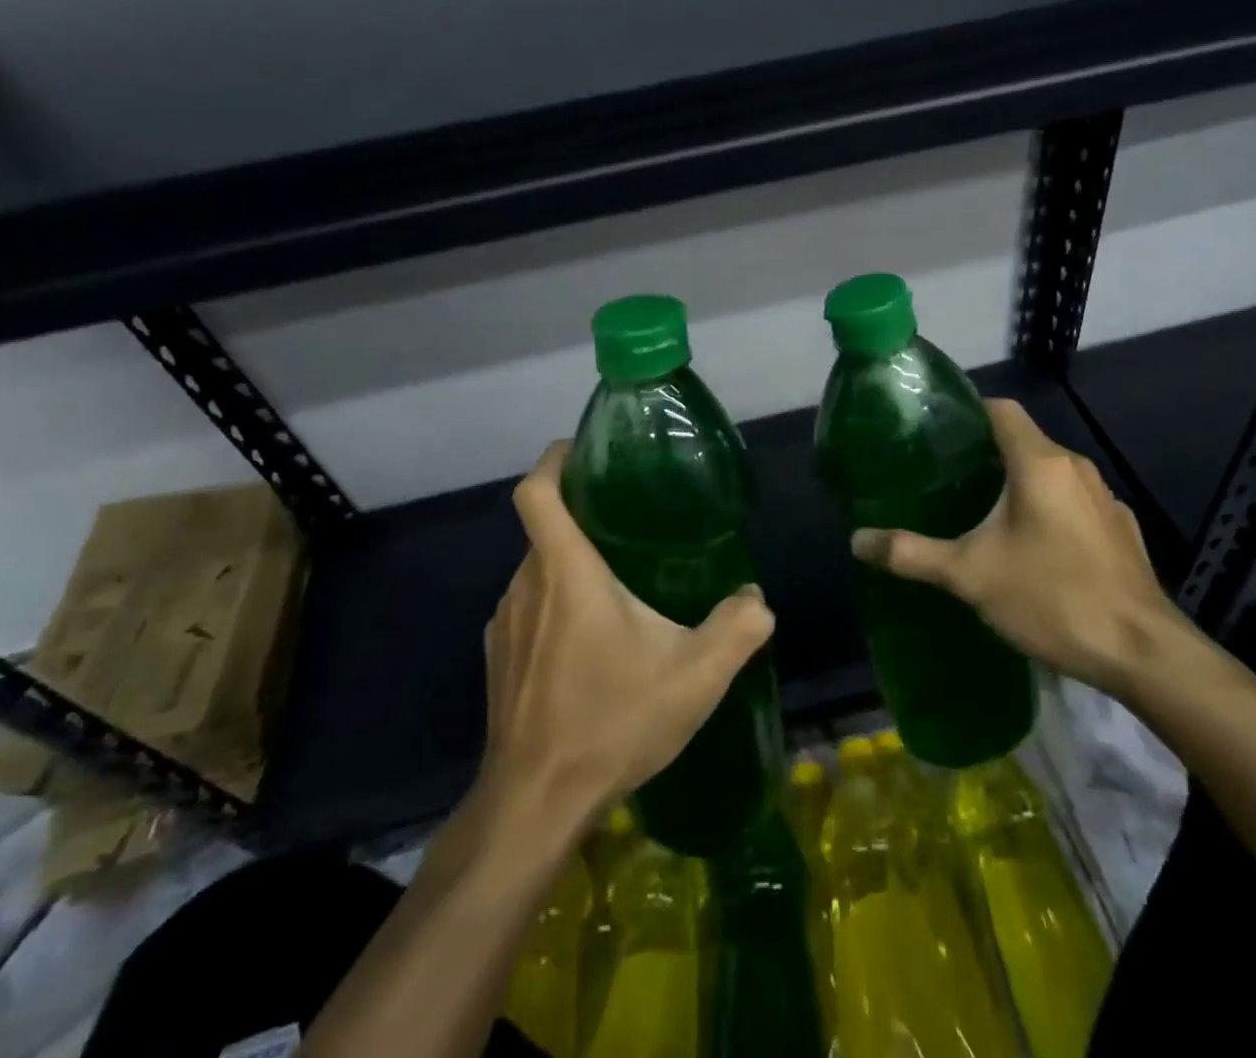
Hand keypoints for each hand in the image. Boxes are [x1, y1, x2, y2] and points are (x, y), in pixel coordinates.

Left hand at [480, 440, 775, 826]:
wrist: (534, 803)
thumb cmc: (612, 721)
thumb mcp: (695, 676)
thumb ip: (737, 628)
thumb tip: (757, 600)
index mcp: (566, 571)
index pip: (538, 491)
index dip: (555, 459)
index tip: (584, 451)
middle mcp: (526, 584)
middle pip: (547, 528)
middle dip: (586, 518)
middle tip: (633, 525)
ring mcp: (506, 624)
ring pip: (538, 570)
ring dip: (573, 566)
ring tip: (621, 585)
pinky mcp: (498, 658)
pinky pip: (529, 608)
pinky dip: (557, 603)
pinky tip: (592, 643)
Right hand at [849, 398, 1185, 695]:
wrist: (1143, 653)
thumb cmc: (1052, 598)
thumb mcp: (970, 575)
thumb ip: (912, 553)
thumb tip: (857, 540)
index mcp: (1040, 463)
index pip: (1001, 409)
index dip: (968, 411)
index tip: (936, 430)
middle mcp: (1075, 468)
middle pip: (1023, 439)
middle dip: (984, 451)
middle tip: (944, 475)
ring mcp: (1104, 498)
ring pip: (1049, 471)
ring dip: (1017, 480)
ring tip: (980, 508)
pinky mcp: (1120, 528)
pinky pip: (1073, 500)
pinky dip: (1047, 506)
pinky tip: (1031, 544)